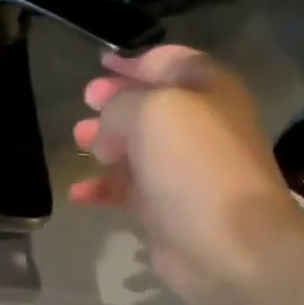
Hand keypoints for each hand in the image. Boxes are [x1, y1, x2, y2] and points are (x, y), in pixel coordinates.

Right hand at [71, 45, 303, 304]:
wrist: (227, 243)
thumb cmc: (194, 164)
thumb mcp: (152, 111)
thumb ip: (119, 105)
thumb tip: (105, 128)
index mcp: (207, 90)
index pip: (168, 62)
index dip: (134, 61)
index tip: (100, 65)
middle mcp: (198, 126)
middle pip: (150, 107)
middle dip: (115, 104)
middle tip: (84, 105)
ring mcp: (182, 171)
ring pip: (136, 149)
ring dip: (105, 144)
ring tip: (76, 142)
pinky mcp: (166, 210)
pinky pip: (128, 191)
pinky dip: (103, 189)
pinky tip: (78, 193)